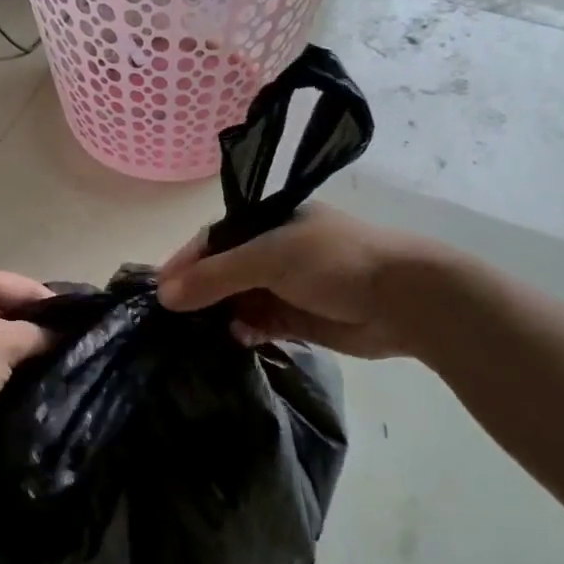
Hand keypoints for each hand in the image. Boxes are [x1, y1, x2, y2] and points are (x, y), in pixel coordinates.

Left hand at [0, 266, 54, 458]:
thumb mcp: (6, 345)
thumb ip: (37, 335)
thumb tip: (61, 334)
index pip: (22, 285)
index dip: (52, 306)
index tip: (78, 329)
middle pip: (3, 307)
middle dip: (29, 329)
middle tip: (62, 351)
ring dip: (8, 351)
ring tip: (39, 369)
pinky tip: (5, 383)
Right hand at [156, 203, 459, 359]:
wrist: (404, 300)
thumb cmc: (334, 262)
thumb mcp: (268, 258)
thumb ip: (215, 276)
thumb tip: (165, 295)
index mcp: (266, 222)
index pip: (212, 240)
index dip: (185, 263)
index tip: (158, 291)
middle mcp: (272, 252)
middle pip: (222, 272)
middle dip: (198, 294)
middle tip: (169, 321)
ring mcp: (285, 286)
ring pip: (238, 301)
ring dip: (220, 316)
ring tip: (195, 336)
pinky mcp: (297, 318)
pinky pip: (259, 324)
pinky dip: (246, 331)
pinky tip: (237, 340)